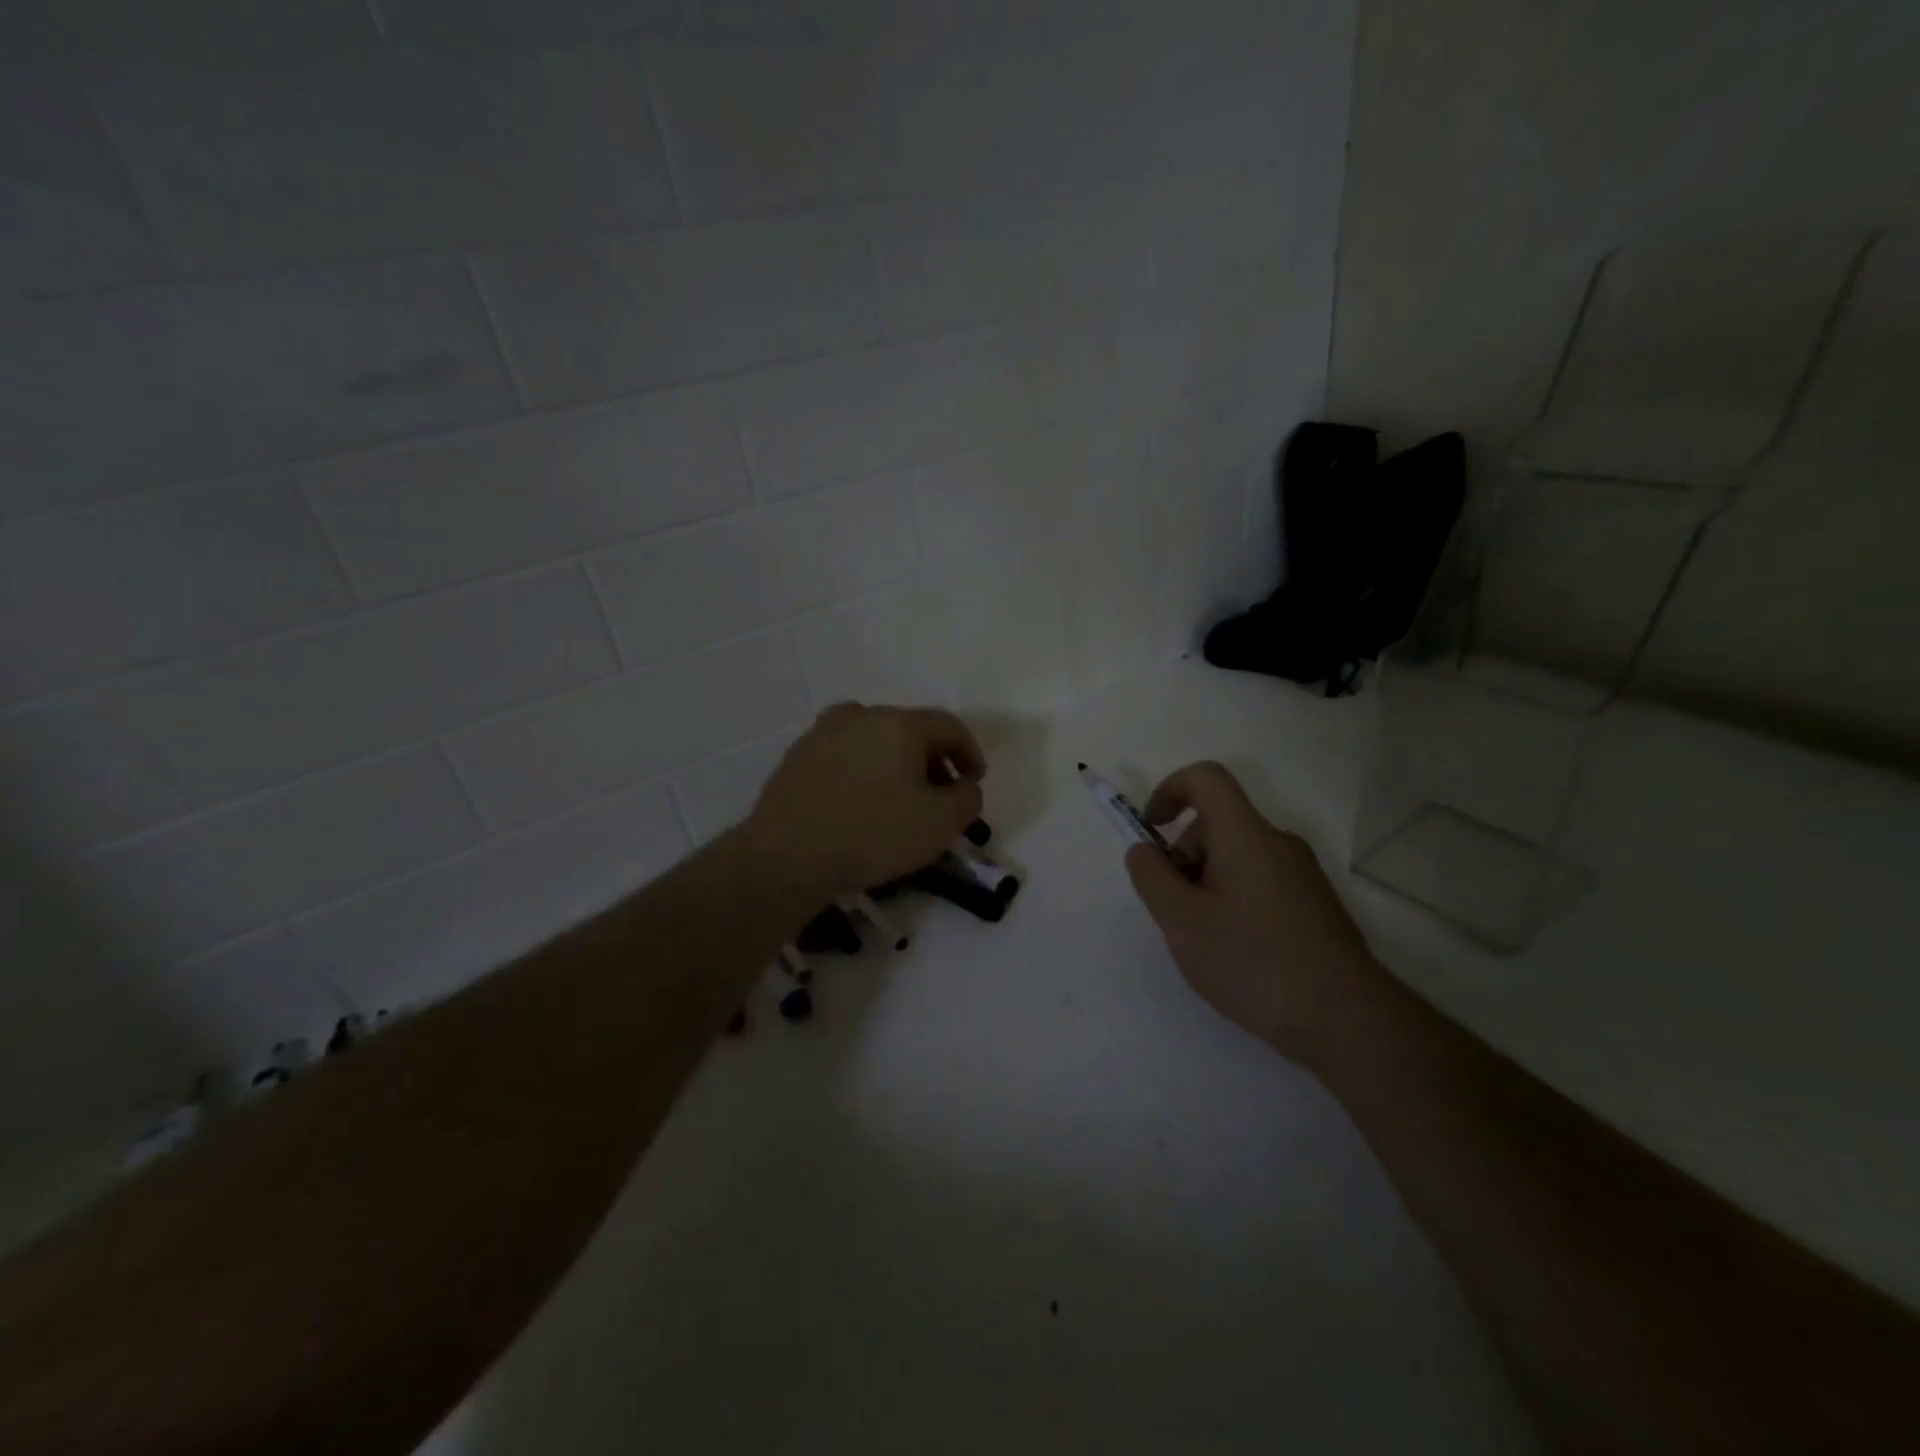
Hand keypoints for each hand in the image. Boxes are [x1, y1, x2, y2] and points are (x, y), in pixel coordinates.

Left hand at [739, 702, 984, 900]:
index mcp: (898, 723)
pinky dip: (862, 770)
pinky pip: (844, 755)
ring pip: (873, 739)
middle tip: (940, 793)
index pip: (948, 725)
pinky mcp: (796, 757)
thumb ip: (968, 798)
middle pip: (910, 729)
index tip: (975, 781)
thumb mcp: (940, 824)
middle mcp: (860, 716)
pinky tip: (860, 802)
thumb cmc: (872, 835)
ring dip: (895, 762)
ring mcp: (822, 733)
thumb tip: (965, 785)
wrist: (786, 857)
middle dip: (932, 759)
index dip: (969, 752)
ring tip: (900, 798)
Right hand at [1124, 760, 1378, 1061]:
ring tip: (1206, 939)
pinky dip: (1234, 900)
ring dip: (1207, 883)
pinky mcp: (1315, 903)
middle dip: (1184, 855)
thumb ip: (1152, 877)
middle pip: (1218, 824)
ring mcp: (1302, 874)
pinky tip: (1238, 952)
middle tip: (1176, 910)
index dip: (1169, 790)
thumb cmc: (1253, 962)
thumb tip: (1144, 850)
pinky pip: (1260, 881)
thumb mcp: (1182, 922)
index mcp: (1245, 835)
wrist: (1346, 1020)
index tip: (1152, 831)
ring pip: (1238, 856)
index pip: (1206, 778)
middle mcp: (1278, 843)